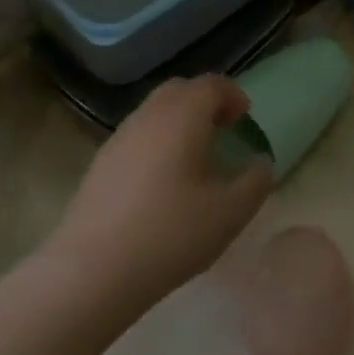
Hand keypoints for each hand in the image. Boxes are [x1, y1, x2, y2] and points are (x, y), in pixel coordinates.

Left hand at [48, 77, 272, 319]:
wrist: (92, 270)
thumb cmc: (171, 233)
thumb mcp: (229, 213)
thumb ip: (255, 182)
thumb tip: (261, 163)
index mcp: (183, 115)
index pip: (212, 85)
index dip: (233, 95)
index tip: (244, 119)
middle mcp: (149, 115)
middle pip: (180, 90)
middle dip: (204, 102)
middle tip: (222, 129)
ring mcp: (119, 137)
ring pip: (155, 111)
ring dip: (179, 121)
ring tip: (194, 156)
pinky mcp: (100, 162)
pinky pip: (137, 136)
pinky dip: (157, 141)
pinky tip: (162, 181)